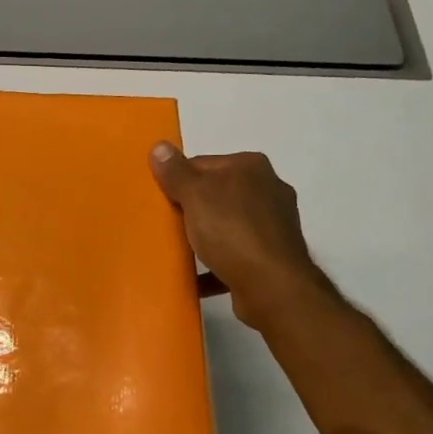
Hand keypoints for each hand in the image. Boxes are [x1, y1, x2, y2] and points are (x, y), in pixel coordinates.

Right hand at [148, 143, 322, 331]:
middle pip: (216, 194)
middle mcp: (268, 190)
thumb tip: (159, 146)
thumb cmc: (232, 231)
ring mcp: (273, 225)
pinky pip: (235, 255)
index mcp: (251, 167)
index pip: (203, 164)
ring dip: (205, 237)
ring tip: (179, 250)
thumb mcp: (196, 195)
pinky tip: (196, 276)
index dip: (178, 180)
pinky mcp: (272, 256)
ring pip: (227, 225)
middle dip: (191, 209)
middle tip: (165, 225)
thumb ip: (176, 172)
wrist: (272, 286)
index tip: (160, 200)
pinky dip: (216, 264)